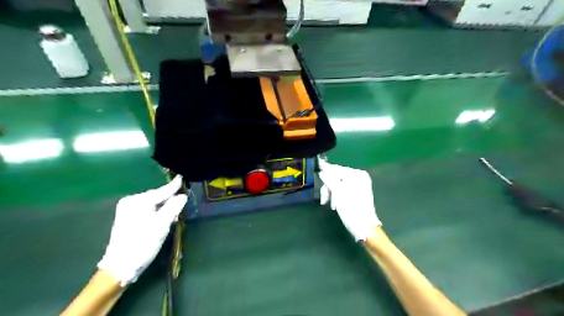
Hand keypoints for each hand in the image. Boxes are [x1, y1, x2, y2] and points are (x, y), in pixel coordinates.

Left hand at [96, 176, 184, 285]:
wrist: (120, 266)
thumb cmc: (143, 243)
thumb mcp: (162, 225)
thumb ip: (173, 207)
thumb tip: (182, 196)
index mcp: (139, 201)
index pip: (162, 191)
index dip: (174, 186)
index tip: (182, 178)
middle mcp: (131, 201)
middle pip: (157, 196)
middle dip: (170, 199)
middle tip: (183, 200)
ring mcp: (127, 209)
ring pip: (153, 203)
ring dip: (164, 206)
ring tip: (175, 211)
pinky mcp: (127, 218)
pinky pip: (147, 209)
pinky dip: (157, 211)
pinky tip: (163, 217)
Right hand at [319, 161, 380, 241]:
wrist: (365, 228)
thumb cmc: (351, 209)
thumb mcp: (338, 193)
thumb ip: (329, 180)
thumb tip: (322, 172)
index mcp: (357, 174)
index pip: (337, 169)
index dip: (325, 170)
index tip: (317, 167)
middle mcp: (359, 177)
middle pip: (337, 177)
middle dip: (328, 187)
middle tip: (324, 199)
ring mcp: (359, 185)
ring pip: (338, 184)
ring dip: (332, 193)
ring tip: (331, 205)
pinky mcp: (358, 193)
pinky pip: (343, 189)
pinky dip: (337, 196)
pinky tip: (335, 205)